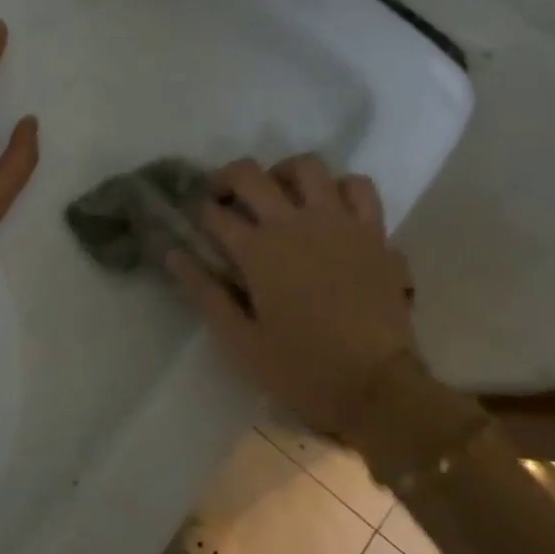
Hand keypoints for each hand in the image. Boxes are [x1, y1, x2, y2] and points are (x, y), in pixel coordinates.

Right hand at [169, 155, 419, 436]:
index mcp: (258, 251)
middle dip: (227, 179)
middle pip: (251, 174)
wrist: (379, 387)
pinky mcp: (373, 231)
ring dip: (284, 173)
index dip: (199, 213)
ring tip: (279, 195)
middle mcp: (294, 223)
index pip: (215, 214)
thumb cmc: (302, 369)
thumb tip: (174, 254)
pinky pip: (358, 187)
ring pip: (307, 166)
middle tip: (224, 199)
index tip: (196, 223)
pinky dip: (340, 187)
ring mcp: (338, 222)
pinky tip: (330, 207)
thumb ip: (205, 293)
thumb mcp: (241, 341)